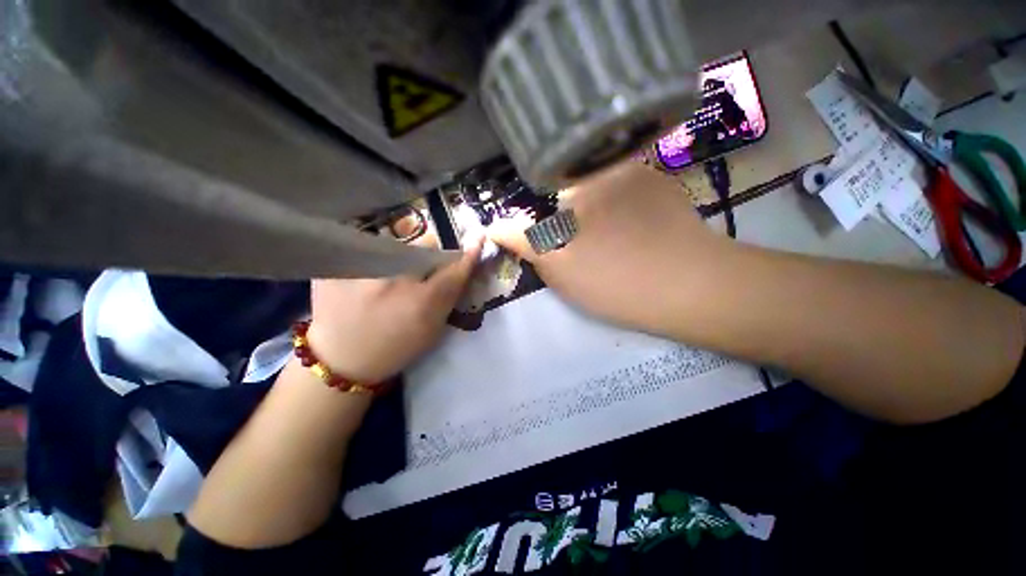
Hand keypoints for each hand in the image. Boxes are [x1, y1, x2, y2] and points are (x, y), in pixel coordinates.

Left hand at [306, 235, 483, 382]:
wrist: (342, 360)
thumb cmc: (396, 348)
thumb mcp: (432, 329)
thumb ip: (448, 297)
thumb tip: (461, 268)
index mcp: (422, 301)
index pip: (453, 268)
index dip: (468, 253)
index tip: (478, 237)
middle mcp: (394, 279)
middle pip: (425, 244)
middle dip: (430, 252)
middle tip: (421, 266)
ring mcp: (362, 270)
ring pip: (397, 243)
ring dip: (402, 253)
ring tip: (389, 272)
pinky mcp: (337, 266)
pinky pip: (366, 248)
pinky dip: (373, 256)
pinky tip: (366, 274)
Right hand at [489, 161, 727, 336]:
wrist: (694, 291)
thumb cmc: (614, 277)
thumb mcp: (557, 266)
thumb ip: (522, 241)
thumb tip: (492, 225)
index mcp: (582, 179)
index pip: (546, 185)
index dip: (546, 215)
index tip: (555, 239)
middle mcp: (615, 164)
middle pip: (577, 186)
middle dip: (572, 215)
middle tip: (585, 248)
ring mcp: (648, 174)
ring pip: (606, 190)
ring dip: (600, 213)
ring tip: (613, 245)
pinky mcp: (670, 191)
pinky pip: (633, 196)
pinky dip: (626, 212)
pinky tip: (637, 237)